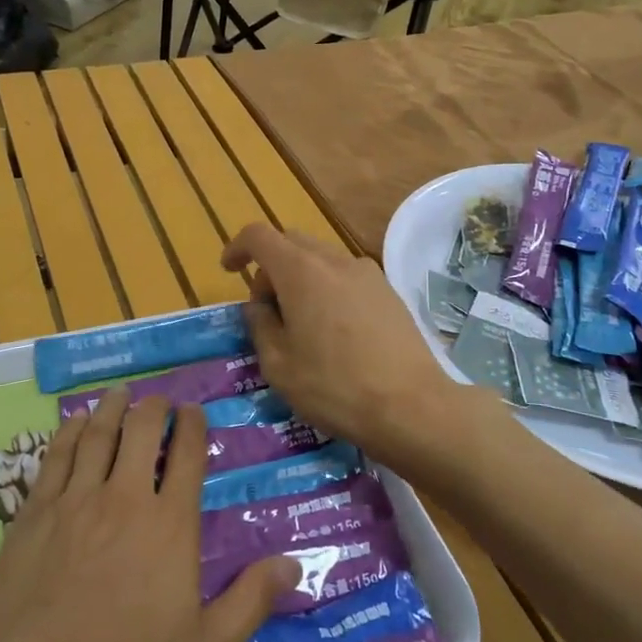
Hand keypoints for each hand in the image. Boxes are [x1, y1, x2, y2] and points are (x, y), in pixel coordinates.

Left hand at [0, 388, 297, 641]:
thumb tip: (294, 562)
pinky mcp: (33, 514)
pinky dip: (68, 433)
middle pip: (141, 433)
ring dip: (112, 409)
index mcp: (170, 526)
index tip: (194, 411)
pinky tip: (73, 424)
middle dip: (154, 408)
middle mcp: (124, 499)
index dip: (193, 426)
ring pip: (97, 436)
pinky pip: (55, 457)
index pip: (188, 457)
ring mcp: (74, 502)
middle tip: (159, 399)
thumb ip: (250, 602)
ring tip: (120, 394)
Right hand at [221, 224, 461, 465]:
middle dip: (270, 267)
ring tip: (302, 326)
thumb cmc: (334, 386)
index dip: (238, 247)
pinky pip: (346, 276)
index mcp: (300, 271)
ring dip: (301, 279)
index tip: (229, 270)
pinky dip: (328, 289)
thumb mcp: (278, 364)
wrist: (411, 406)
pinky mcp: (388, 291)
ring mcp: (367, 273)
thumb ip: (260, 324)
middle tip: (267, 310)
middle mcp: (334, 260)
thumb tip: (260, 306)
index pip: (259, 235)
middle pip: (291, 243)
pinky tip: (335, 332)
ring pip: (321, 259)